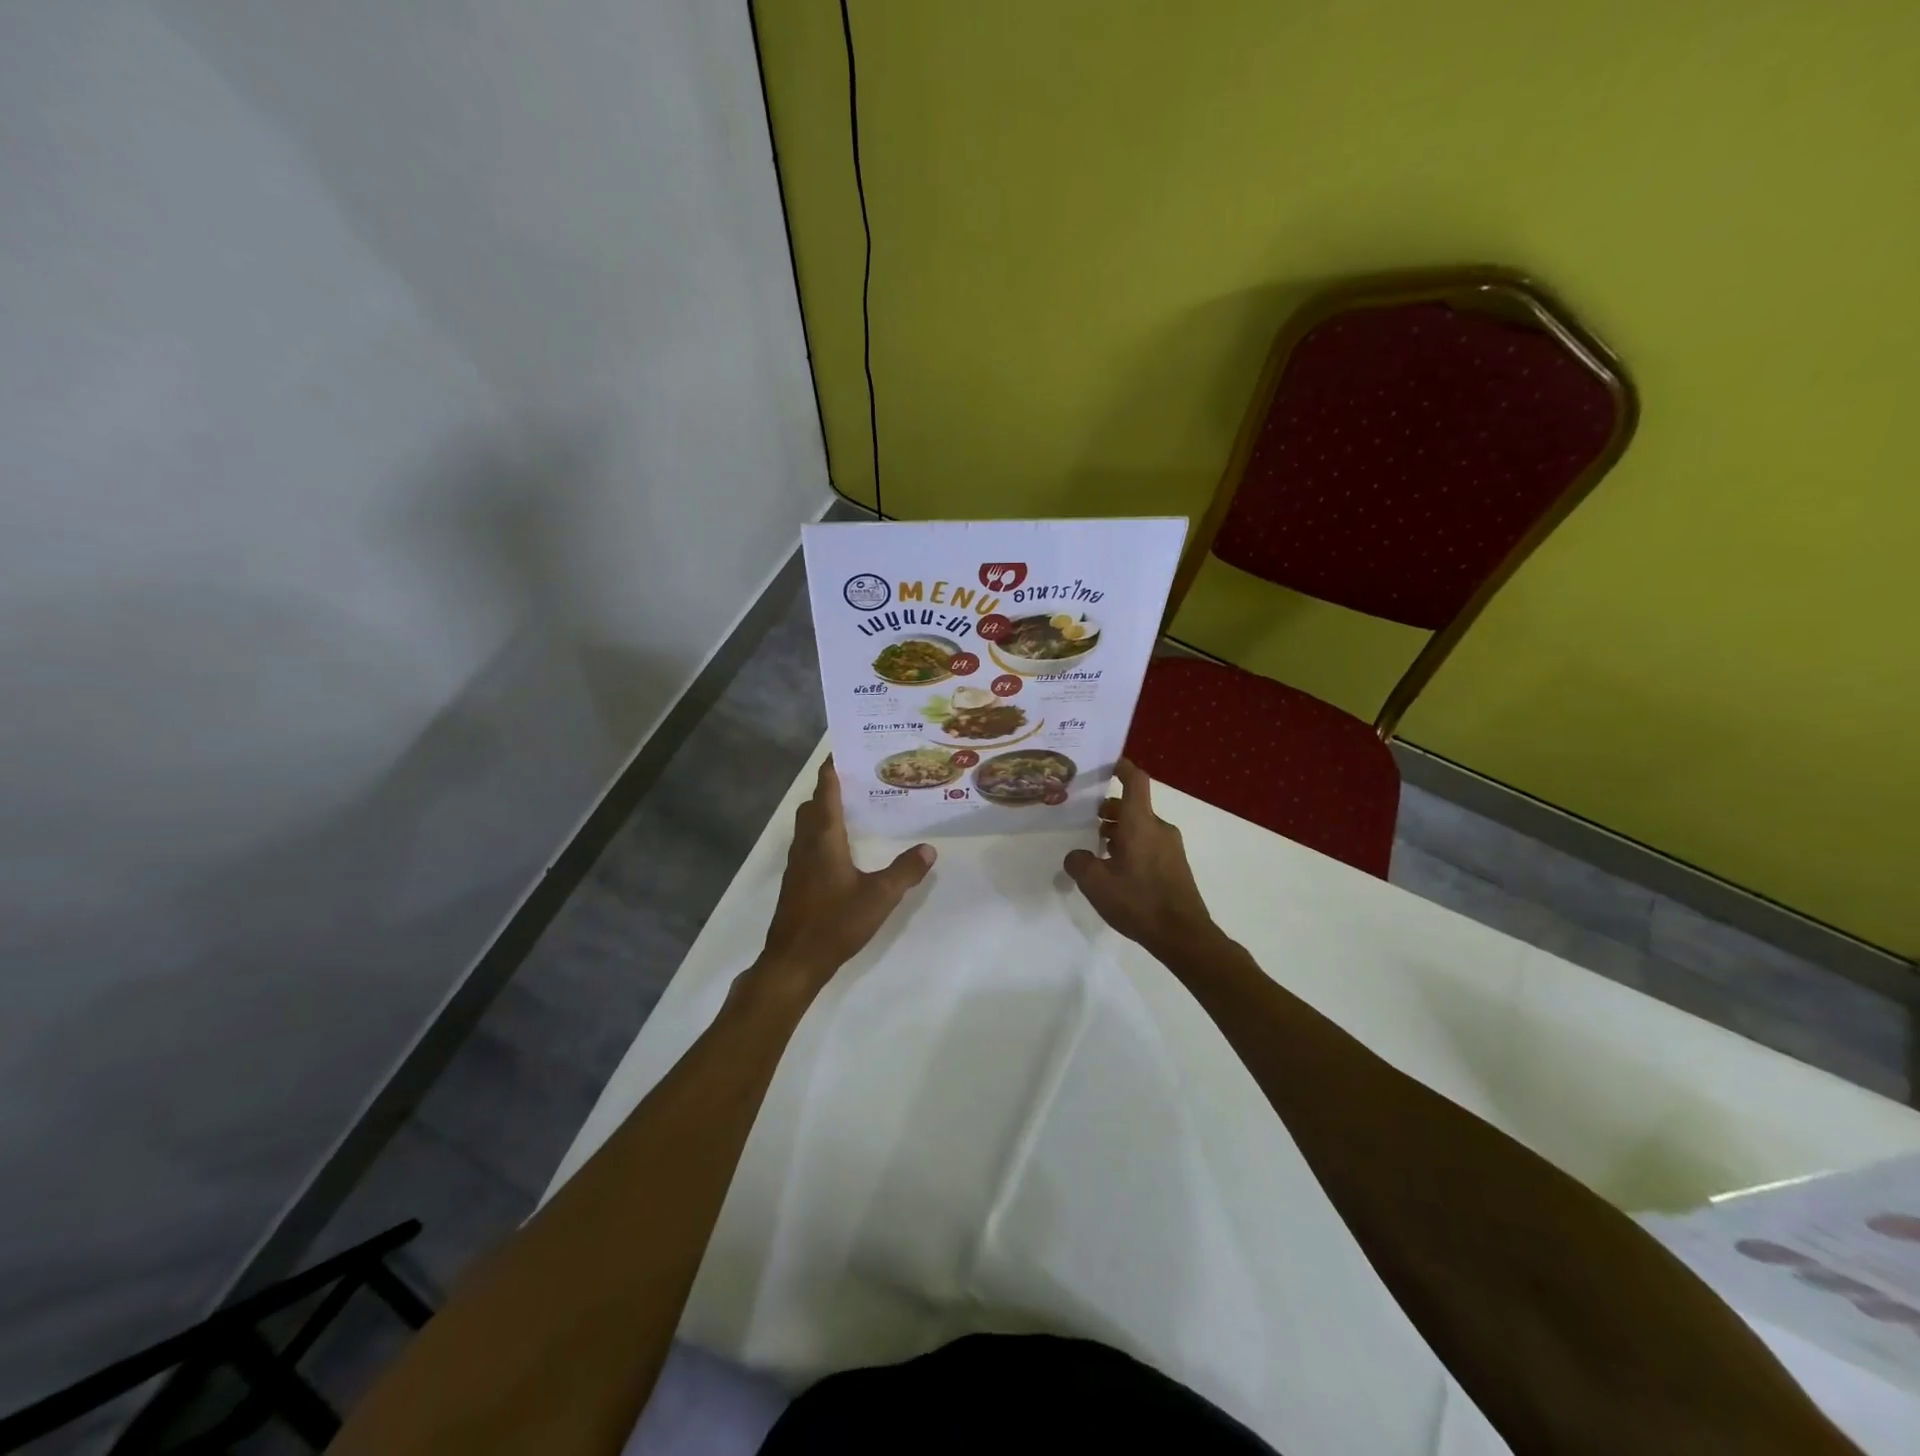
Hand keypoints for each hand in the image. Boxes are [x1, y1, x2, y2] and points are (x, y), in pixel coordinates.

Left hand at [757, 759, 935, 991]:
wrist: (794, 960)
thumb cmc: (835, 922)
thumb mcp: (879, 897)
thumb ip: (905, 871)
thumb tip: (929, 849)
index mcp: (824, 838)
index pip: (825, 791)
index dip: (832, 769)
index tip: (844, 749)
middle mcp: (807, 843)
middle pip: (813, 805)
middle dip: (830, 788)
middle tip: (859, 779)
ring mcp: (798, 863)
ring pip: (808, 825)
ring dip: (825, 811)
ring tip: (855, 808)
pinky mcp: (797, 880)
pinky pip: (809, 843)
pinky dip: (823, 833)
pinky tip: (844, 847)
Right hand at [1064, 760, 1216, 960]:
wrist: (1183, 935)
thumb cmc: (1138, 901)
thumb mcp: (1096, 883)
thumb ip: (1079, 863)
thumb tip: (1076, 856)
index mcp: (1140, 823)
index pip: (1135, 781)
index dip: (1121, 767)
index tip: (1106, 764)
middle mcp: (1158, 827)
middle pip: (1133, 806)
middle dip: (1110, 810)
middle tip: (1086, 821)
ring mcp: (1171, 847)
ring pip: (1141, 826)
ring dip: (1119, 831)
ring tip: (1097, 849)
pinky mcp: (1176, 865)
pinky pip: (1150, 843)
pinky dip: (1132, 846)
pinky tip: (1117, 870)